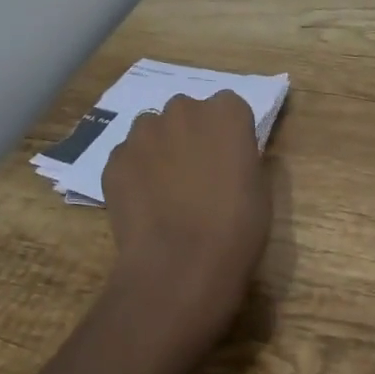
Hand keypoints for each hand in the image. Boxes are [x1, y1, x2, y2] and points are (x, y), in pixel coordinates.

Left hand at [101, 91, 271, 356]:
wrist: (180, 266)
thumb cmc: (236, 229)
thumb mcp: (259, 188)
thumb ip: (240, 157)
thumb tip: (226, 158)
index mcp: (226, 112)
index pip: (229, 107)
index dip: (227, 134)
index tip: (229, 160)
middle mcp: (184, 109)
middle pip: (187, 113)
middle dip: (190, 134)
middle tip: (196, 174)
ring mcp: (144, 132)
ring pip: (152, 131)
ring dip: (159, 149)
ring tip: (165, 191)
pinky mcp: (115, 158)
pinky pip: (128, 158)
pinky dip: (134, 174)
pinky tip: (143, 206)